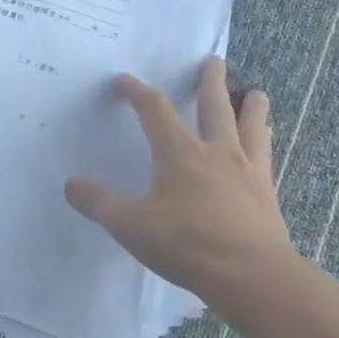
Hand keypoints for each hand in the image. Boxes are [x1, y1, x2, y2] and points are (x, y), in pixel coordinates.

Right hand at [64, 59, 294, 302]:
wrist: (253, 277)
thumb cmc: (188, 244)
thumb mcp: (130, 226)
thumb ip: (99, 203)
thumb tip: (71, 184)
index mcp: (180, 153)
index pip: (154, 110)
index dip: (137, 92)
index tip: (124, 80)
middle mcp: (216, 153)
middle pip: (214, 107)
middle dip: (210, 82)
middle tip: (213, 61)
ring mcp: (247, 172)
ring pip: (251, 128)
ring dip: (251, 108)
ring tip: (256, 94)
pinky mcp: (267, 196)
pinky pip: (267, 159)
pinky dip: (265, 144)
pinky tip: (267, 147)